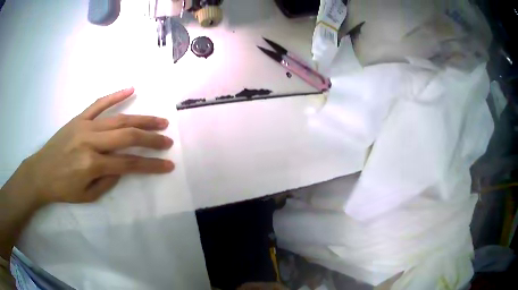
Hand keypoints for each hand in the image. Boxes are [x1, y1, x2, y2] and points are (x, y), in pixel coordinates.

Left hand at [21, 87, 174, 204]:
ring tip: (159, 120)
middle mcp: (90, 141)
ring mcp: (84, 126)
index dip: (150, 165)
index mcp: (92, 164)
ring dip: (141, 119)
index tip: (167, 165)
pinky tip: (131, 90)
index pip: (128, 163)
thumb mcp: (87, 196)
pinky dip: (115, 96)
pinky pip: (98, 104)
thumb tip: (122, 166)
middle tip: (168, 139)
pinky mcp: (79, 118)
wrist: (40, 173)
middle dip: (151, 138)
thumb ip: (108, 181)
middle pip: (126, 136)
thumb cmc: (63, 189)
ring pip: (118, 119)